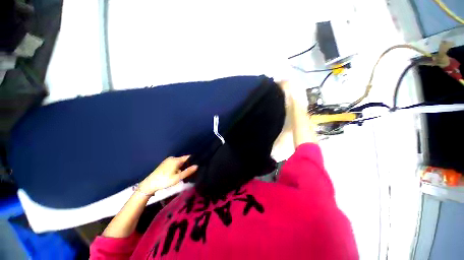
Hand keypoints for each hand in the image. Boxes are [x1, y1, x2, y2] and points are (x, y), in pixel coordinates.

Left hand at [138, 156, 197, 194]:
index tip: (197, 164)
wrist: (150, 184)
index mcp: (176, 160)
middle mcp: (172, 158)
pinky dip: (178, 167)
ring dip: (183, 166)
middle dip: (188, 164)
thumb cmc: (165, 181)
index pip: (188, 157)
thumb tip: (197, 166)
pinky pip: (175, 163)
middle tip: (191, 171)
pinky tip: (178, 173)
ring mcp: (168, 160)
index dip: (193, 160)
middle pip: (184, 159)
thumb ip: (188, 171)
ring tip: (185, 173)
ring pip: (179, 162)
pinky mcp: (165, 163)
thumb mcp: (178, 178)